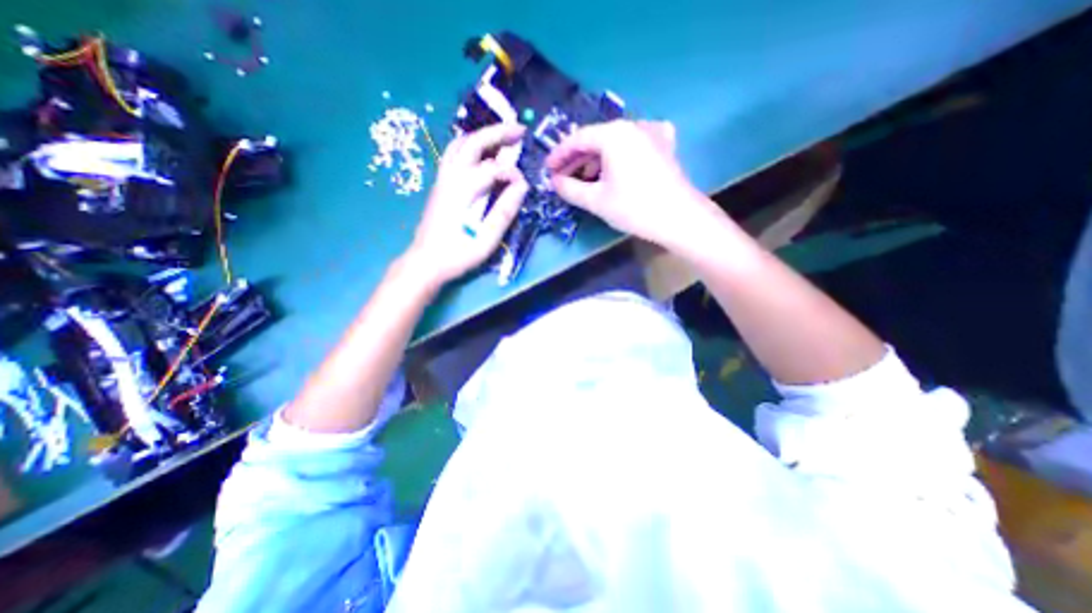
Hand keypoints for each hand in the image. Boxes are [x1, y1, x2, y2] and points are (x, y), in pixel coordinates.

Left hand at [407, 125, 530, 287]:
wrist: (425, 261)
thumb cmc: (457, 254)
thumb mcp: (486, 239)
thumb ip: (504, 211)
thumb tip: (522, 187)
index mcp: (464, 190)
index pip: (493, 168)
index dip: (512, 173)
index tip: (523, 187)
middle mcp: (451, 177)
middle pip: (473, 142)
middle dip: (498, 132)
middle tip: (520, 130)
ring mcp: (442, 179)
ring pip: (459, 144)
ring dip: (482, 135)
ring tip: (501, 137)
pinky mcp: (440, 184)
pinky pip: (453, 154)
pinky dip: (469, 144)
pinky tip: (480, 152)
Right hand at [545, 118, 717, 250]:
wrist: (679, 218)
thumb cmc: (634, 208)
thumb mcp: (596, 200)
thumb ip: (570, 189)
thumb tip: (555, 182)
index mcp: (614, 134)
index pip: (578, 138)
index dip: (560, 154)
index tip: (548, 169)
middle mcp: (633, 125)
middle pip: (597, 139)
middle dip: (578, 159)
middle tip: (563, 177)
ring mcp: (652, 133)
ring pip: (615, 143)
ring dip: (596, 160)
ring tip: (585, 179)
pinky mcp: (664, 146)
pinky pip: (633, 146)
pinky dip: (618, 157)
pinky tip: (615, 169)